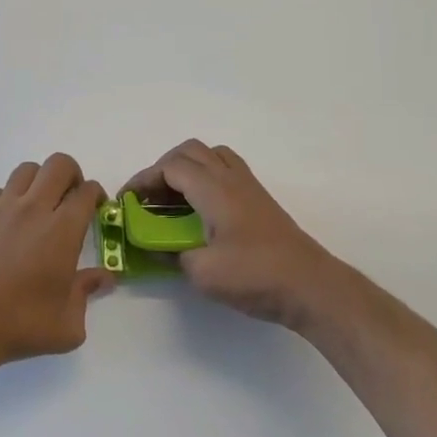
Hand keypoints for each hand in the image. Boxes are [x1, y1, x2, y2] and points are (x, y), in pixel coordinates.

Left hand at [0, 154, 112, 373]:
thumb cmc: (20, 326)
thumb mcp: (67, 324)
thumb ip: (87, 292)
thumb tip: (105, 277)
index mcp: (62, 231)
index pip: (87, 192)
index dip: (97, 195)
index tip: (97, 209)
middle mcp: (34, 209)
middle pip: (58, 165)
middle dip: (73, 176)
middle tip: (72, 200)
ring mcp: (2, 209)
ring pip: (27, 170)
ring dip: (41, 181)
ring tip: (41, 206)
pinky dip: (10, 197)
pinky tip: (10, 222)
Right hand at [124, 139, 366, 333]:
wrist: (310, 285)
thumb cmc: (255, 276)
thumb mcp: (202, 273)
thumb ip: (172, 254)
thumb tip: (156, 247)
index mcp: (214, 190)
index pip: (170, 167)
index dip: (143, 180)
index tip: (126, 202)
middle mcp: (231, 178)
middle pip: (190, 151)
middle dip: (162, 168)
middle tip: (148, 198)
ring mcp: (249, 187)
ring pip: (211, 155)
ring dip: (186, 168)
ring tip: (173, 199)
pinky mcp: (260, 200)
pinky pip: (226, 170)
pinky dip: (206, 177)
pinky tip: (201, 210)